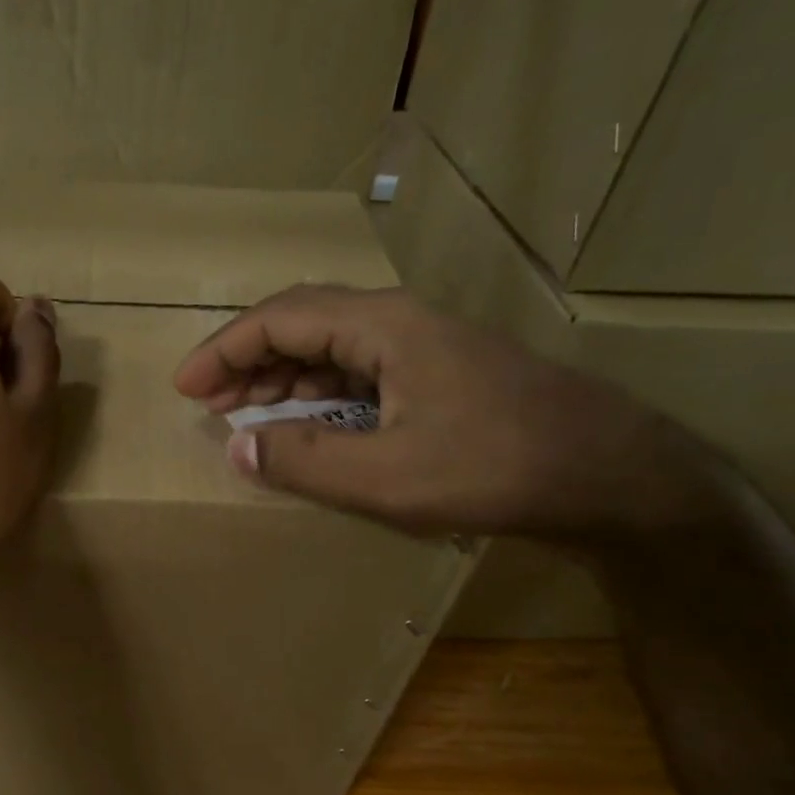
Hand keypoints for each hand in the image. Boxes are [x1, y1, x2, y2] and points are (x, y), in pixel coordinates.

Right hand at [172, 284, 716, 545]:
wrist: (608, 473)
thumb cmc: (495, 468)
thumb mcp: (387, 476)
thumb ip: (304, 460)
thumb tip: (236, 447)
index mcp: (382, 327)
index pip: (280, 319)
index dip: (225, 350)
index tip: (186, 388)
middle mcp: (398, 323)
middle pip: (303, 324)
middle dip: (248, 361)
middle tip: (209, 403)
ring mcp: (422, 348)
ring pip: (331, 348)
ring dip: (282, 378)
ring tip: (246, 414)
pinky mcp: (438, 376)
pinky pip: (359, 374)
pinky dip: (319, 395)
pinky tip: (308, 424)